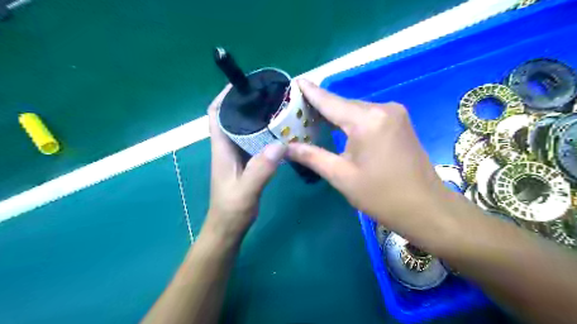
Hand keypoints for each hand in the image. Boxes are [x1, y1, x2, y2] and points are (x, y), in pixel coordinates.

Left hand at [205, 85, 285, 243]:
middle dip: (245, 102)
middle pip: (231, 117)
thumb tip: (280, 143)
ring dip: (255, 117)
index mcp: (221, 148)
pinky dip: (263, 133)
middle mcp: (227, 147)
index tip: (243, 84)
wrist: (228, 227)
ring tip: (275, 108)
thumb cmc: (232, 209)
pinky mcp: (246, 162)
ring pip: (243, 128)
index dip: (224, 97)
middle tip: (268, 94)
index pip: (216, 114)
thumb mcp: (246, 190)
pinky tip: (278, 132)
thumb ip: (261, 169)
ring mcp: (236, 155)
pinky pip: (253, 141)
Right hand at [287, 80, 445, 231]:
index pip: (330, 101)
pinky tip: (337, 126)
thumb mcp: (341, 176)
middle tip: (297, 110)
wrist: (425, 207)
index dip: (310, 92)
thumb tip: (285, 148)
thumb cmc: (380, 196)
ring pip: (356, 110)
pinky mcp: (399, 122)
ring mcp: (394, 113)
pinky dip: (351, 120)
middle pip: (343, 104)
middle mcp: (382, 108)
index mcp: (367, 120)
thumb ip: (312, 156)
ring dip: (336, 115)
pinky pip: (368, 116)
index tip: (295, 81)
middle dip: (321, 107)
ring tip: (312, 118)